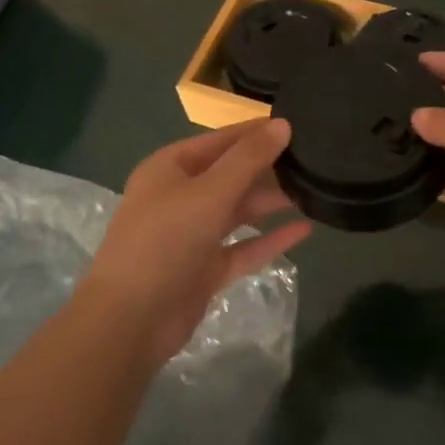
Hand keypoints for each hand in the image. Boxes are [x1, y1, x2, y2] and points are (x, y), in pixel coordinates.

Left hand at [79, 119, 311, 368]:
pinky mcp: (204, 269)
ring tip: (314, 190)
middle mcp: (179, 197)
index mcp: (170, 169)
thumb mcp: (209, 192)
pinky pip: (243, 247)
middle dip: (267, 168)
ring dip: (270, 202)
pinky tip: (304, 230)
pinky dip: (269, 239)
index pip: (220, 140)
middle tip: (313, 158)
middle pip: (230, 174)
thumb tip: (282, 124)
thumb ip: (248, 159)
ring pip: (237, 211)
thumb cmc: (165, 241)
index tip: (297, 124)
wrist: (130, 320)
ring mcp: (191, 235)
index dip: (255, 132)